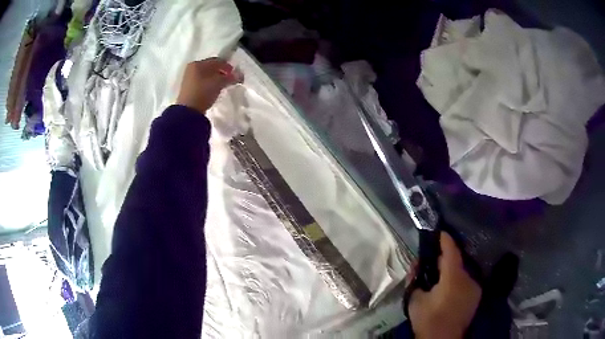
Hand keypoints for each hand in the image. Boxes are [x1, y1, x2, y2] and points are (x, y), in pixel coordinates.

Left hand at [176, 58, 240, 113]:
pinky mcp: (188, 88)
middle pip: (210, 67)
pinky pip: (201, 81)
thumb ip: (230, 77)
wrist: (188, 111)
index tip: (235, 73)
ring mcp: (188, 78)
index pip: (217, 61)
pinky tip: (213, 89)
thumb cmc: (203, 92)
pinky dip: (209, 83)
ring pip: (206, 75)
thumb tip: (239, 75)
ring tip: (223, 85)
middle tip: (230, 79)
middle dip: (221, 72)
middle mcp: (192, 68)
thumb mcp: (219, 83)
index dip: (227, 66)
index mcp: (198, 63)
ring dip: (215, 78)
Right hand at [408, 232, 481, 338]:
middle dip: (446, 258)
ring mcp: (475, 287)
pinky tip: (448, 288)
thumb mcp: (415, 300)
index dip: (446, 240)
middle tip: (433, 259)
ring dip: (452, 270)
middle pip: (458, 261)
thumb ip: (415, 279)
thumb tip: (417, 264)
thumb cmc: (428, 320)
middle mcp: (468, 279)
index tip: (439, 232)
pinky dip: (457, 279)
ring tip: (439, 276)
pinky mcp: (476, 296)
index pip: (451, 252)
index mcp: (453, 279)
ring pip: (463, 271)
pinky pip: (466, 281)